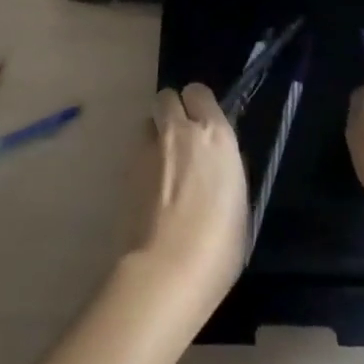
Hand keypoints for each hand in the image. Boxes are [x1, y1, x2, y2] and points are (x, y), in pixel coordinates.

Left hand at [126, 84, 247, 315]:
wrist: (167, 271)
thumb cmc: (218, 244)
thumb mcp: (239, 201)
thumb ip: (226, 170)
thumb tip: (216, 162)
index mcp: (215, 134)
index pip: (199, 93)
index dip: (198, 105)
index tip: (203, 124)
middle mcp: (180, 131)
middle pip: (166, 97)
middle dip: (171, 111)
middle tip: (179, 138)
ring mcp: (148, 150)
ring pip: (147, 124)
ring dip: (154, 137)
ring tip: (161, 167)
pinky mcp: (124, 172)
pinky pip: (135, 154)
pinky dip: (142, 165)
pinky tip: (148, 193)